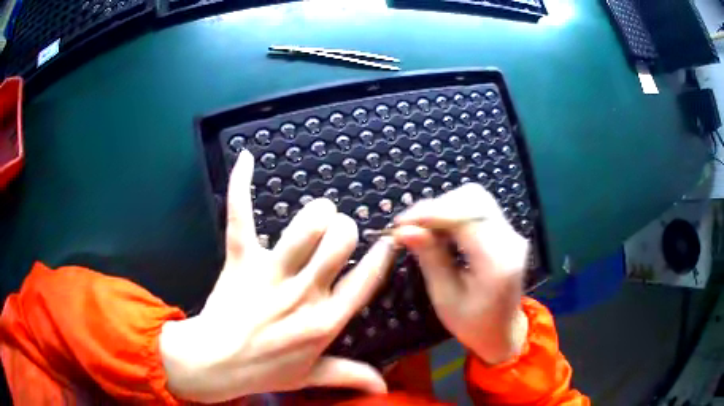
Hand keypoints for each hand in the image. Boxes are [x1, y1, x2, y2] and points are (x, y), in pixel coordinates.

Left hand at [160, 151, 396, 402]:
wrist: (214, 362)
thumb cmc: (263, 370)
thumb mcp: (311, 377)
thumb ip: (350, 376)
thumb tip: (384, 388)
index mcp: (325, 321)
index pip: (366, 280)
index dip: (382, 255)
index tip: (389, 240)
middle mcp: (304, 293)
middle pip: (340, 241)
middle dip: (345, 229)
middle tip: (339, 232)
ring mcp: (270, 273)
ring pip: (305, 226)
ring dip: (316, 213)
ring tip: (317, 214)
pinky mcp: (240, 259)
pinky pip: (241, 215)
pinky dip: (242, 184)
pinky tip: (247, 157)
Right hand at [393, 184, 528, 364]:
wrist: (503, 332)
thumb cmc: (472, 324)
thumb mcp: (445, 297)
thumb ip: (429, 258)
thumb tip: (403, 230)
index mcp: (497, 261)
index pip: (466, 217)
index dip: (431, 213)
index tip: (400, 224)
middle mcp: (510, 240)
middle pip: (473, 199)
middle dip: (437, 207)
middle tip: (409, 226)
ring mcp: (512, 233)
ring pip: (476, 199)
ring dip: (444, 208)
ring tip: (422, 228)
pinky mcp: (507, 232)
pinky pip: (478, 209)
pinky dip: (454, 213)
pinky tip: (439, 230)